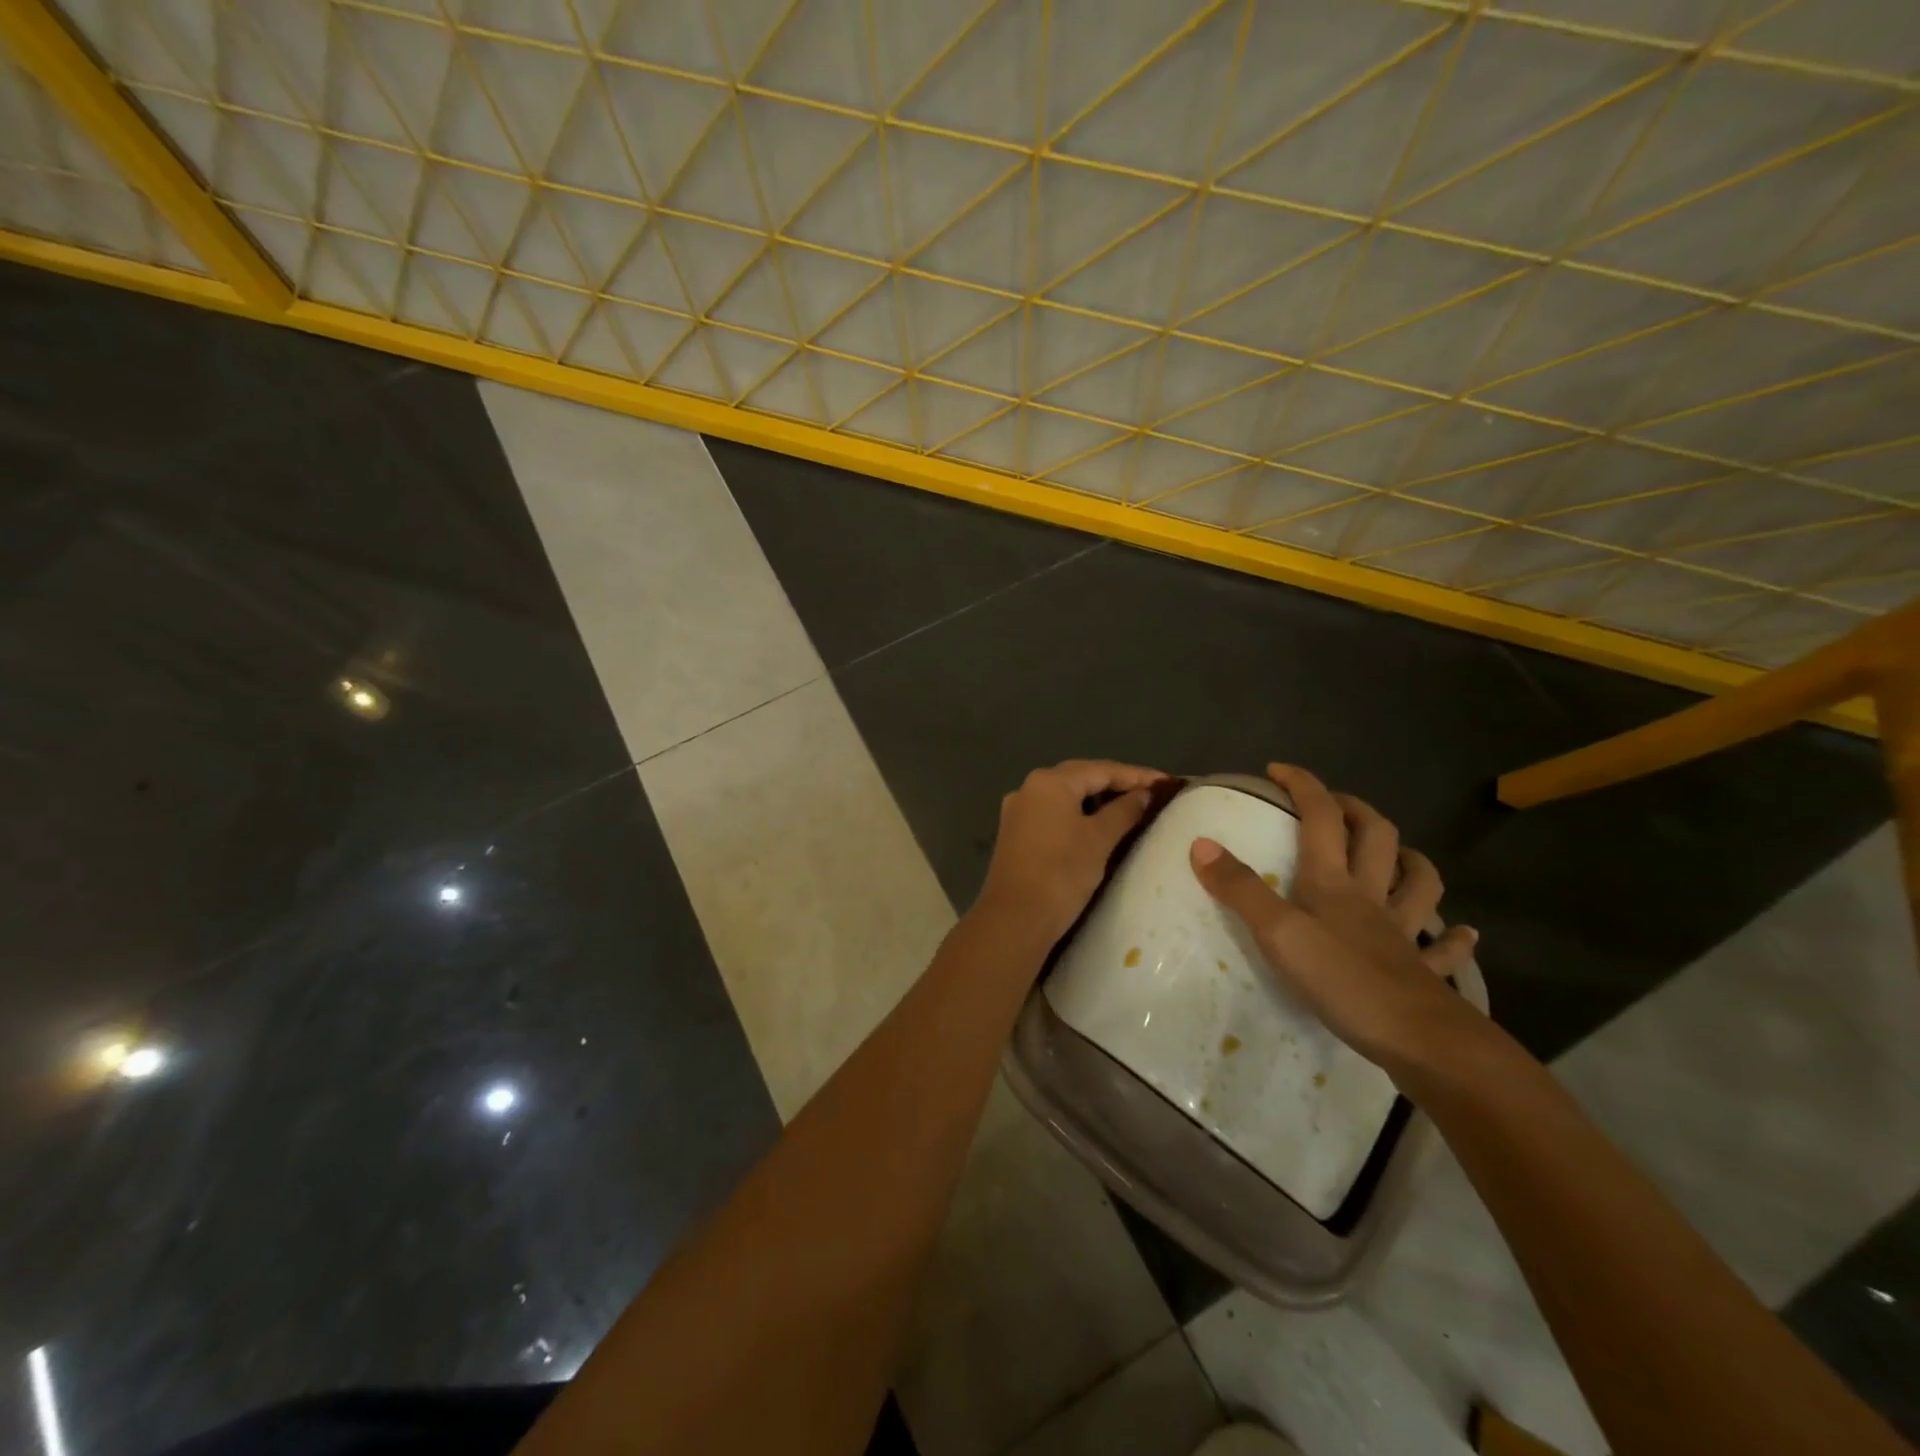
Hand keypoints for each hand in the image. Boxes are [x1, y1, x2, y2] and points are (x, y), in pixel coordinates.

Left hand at [976, 759, 1168, 944]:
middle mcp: (1029, 787)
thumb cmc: (1061, 873)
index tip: (1168, 782)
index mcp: (1049, 781)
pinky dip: (1078, 814)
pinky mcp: (1016, 832)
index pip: (1101, 769)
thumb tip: (1144, 794)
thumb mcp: (1100, 839)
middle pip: (1081, 777)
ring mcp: (1019, 810)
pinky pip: (1054, 812)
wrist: (1015, 918)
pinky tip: (1097, 825)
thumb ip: (1124, 811)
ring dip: (1097, 799)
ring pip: (1066, 795)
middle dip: (1117, 783)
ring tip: (1130, 807)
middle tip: (1151, 792)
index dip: (1137, 775)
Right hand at [1189, 763, 1482, 1072]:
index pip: (1321, 816)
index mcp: (1333, 882)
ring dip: (1411, 861)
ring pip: (1419, 884)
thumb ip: (1240, 889)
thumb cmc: (1341, 979)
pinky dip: (1452, 937)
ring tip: (1401, 855)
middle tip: (1334, 804)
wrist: (1417, 1037)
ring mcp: (1402, 933)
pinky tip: (1461, 933)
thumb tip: (1201, 843)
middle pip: (1376, 837)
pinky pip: (1442, 949)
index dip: (1303, 786)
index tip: (1278, 770)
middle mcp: (1371, 896)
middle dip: (1356, 810)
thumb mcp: (1277, 932)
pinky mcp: (1422, 971)